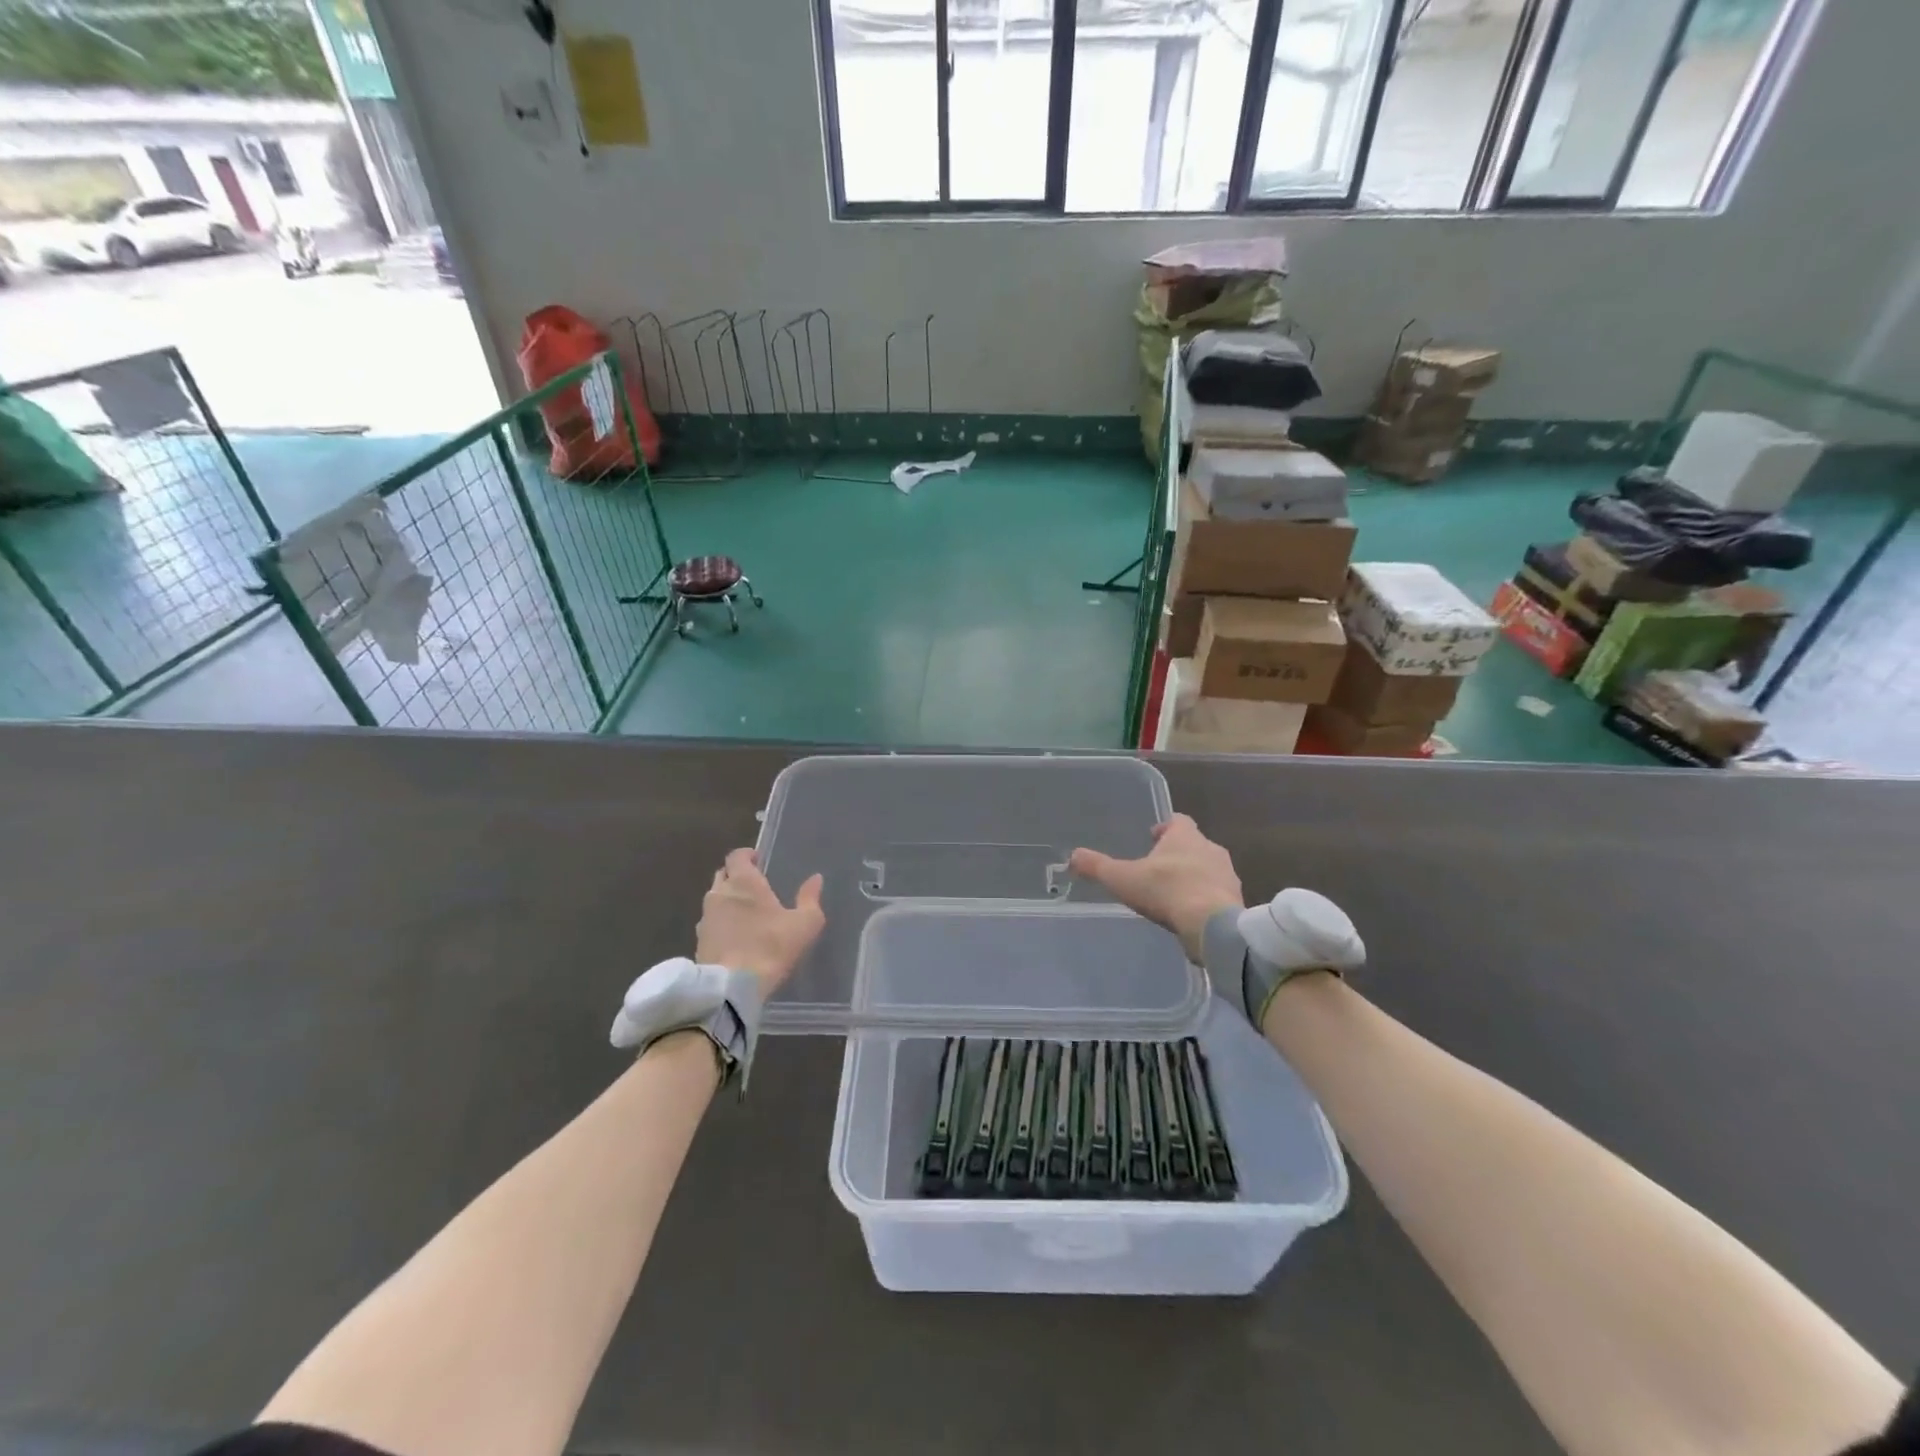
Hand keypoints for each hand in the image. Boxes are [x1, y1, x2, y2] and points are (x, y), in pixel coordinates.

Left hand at [695, 849, 825, 995]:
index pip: (737, 856)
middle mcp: (720, 893)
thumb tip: (815, 879)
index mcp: (744, 882)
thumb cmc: (771, 947)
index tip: (758, 861)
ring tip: (745, 913)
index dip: (747, 855)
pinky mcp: (698, 941)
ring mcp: (705, 917)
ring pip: (715, 899)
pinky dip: (721, 923)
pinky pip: (710, 922)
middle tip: (755, 886)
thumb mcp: (805, 924)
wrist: (732, 988)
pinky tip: (734, 936)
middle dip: (736, 875)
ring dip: (727, 900)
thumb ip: (810, 898)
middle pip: (723, 874)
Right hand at [1069, 814, 1242, 961]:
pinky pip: (1217, 894)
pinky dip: (1205, 900)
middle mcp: (1210, 849)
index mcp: (1186, 836)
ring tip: (1173, 894)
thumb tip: (1072, 856)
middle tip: (1158, 869)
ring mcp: (1228, 875)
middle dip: (1177, 854)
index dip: (1165, 828)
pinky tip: (1190, 915)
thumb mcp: (1123, 879)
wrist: (1213, 926)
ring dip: (1193, 877)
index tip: (1152, 838)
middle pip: (1193, 845)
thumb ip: (1097, 866)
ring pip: (1208, 869)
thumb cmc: (1167, 891)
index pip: (1178, 821)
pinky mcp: (1236, 901)